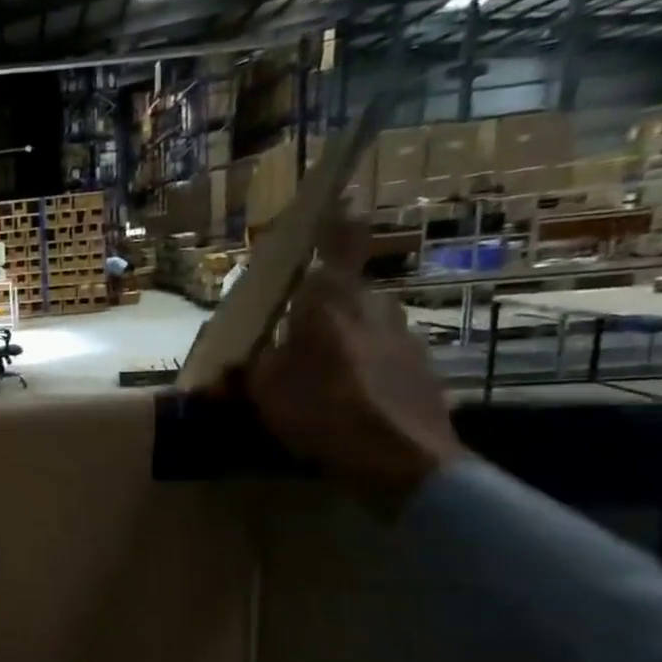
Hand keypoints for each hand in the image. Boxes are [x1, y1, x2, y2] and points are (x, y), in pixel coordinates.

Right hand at [246, 222, 466, 511]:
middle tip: (294, 332)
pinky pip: (383, 354)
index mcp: (332, 300)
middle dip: (322, 305)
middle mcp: (374, 305)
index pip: (337, 243)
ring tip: (319, 374)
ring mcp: (405, 336)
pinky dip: (365, 366)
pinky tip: (349, 399)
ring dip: (344, 338)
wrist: (404, 462)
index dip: (336, 220)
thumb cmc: (323, 413)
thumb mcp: (264, 391)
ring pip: (365, 323)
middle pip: (345, 291)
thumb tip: (238, 361)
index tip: (339, 199)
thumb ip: (250, 367)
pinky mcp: (423, 368)